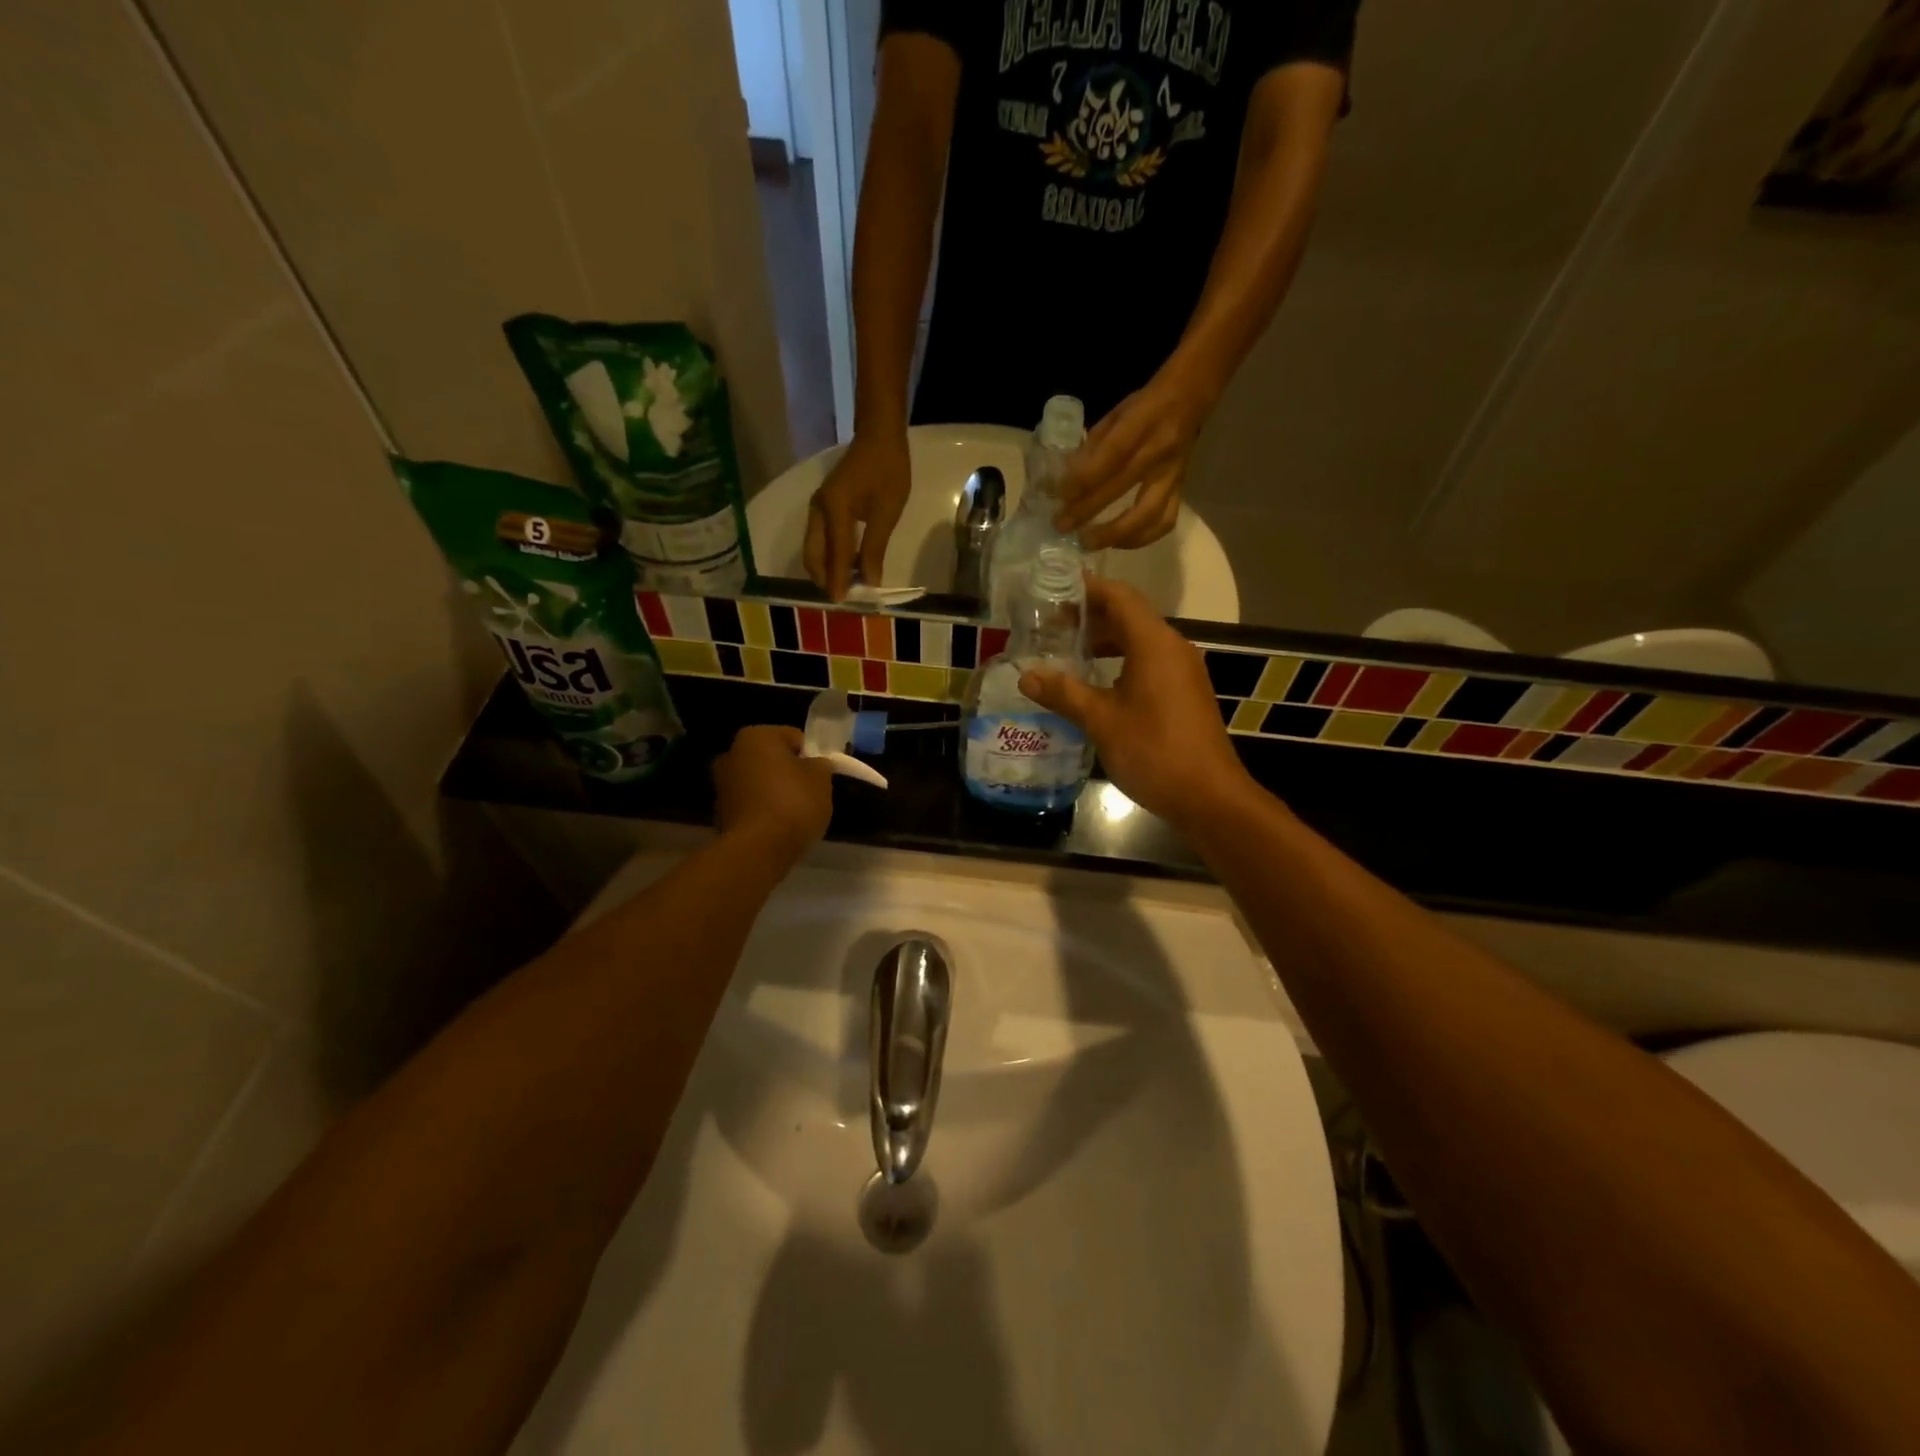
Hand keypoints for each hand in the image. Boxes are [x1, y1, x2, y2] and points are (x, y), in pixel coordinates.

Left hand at [713, 726, 835, 863]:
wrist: (758, 849)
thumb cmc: (793, 803)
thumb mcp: (821, 779)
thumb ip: (820, 765)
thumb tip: (815, 764)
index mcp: (756, 736)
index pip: (793, 737)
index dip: (811, 755)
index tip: (820, 776)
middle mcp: (732, 753)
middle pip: (772, 759)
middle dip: (789, 772)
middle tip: (809, 793)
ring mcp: (721, 784)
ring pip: (759, 782)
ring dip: (774, 792)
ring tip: (794, 813)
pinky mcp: (720, 813)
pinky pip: (751, 804)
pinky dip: (763, 811)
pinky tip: (777, 827)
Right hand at [804, 433, 910, 600]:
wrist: (878, 435)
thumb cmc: (888, 470)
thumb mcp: (887, 512)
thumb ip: (875, 548)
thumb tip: (870, 581)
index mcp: (834, 510)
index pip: (835, 555)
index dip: (839, 581)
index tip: (842, 603)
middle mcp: (818, 511)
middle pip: (813, 556)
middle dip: (826, 579)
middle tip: (845, 597)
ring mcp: (818, 508)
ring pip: (814, 549)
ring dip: (827, 569)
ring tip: (847, 586)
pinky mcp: (823, 507)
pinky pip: (820, 540)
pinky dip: (829, 556)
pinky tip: (847, 566)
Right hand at [1016, 577, 1249, 826]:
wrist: (1208, 796)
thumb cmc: (1153, 750)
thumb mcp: (1101, 721)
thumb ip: (1063, 693)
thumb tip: (1026, 675)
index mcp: (1154, 643)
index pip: (1119, 596)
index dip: (1087, 588)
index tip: (1054, 587)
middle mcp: (1172, 648)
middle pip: (1129, 616)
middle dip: (1091, 616)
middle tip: (1050, 624)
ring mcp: (1183, 671)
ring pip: (1140, 641)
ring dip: (1105, 641)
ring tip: (1067, 652)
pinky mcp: (1185, 693)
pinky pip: (1149, 663)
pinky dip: (1121, 662)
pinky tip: (1096, 683)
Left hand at [1054, 376, 1210, 550]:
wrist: (1190, 399)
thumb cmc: (1145, 406)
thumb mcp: (1115, 414)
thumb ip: (1092, 446)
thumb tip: (1065, 479)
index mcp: (1142, 423)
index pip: (1110, 455)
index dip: (1083, 479)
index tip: (1059, 495)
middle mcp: (1159, 451)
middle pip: (1121, 487)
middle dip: (1086, 510)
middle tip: (1061, 526)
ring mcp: (1173, 474)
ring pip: (1148, 515)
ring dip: (1115, 535)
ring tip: (1088, 542)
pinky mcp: (1181, 490)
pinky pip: (1164, 522)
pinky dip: (1140, 538)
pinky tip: (1118, 542)